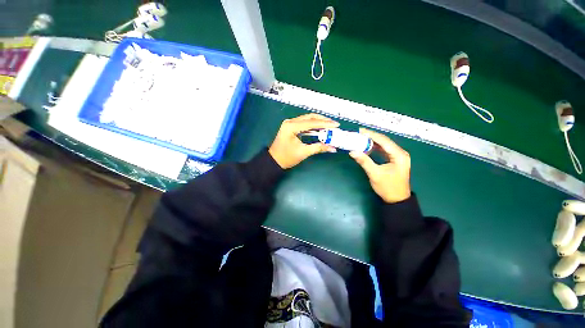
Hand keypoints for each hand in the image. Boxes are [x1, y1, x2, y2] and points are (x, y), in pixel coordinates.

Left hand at [269, 114, 338, 168]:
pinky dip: (313, 125)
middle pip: (309, 117)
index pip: (311, 123)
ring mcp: (290, 123)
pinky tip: (320, 128)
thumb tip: (333, 148)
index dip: (325, 124)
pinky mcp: (291, 127)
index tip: (336, 125)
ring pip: (307, 119)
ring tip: (329, 125)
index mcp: (291, 127)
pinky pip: (304, 123)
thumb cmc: (287, 158)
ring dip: (318, 122)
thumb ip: (318, 148)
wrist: (274, 161)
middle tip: (334, 124)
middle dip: (323, 120)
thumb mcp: (303, 153)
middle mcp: (290, 122)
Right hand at [349, 128, 410, 202]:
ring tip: (362, 138)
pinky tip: (368, 146)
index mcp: (399, 155)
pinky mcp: (395, 160)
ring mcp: (398, 156)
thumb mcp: (375, 174)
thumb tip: (352, 151)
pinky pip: (384, 150)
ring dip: (373, 141)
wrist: (397, 199)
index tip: (360, 131)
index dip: (372, 135)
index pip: (384, 141)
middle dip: (372, 136)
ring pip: (384, 145)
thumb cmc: (387, 187)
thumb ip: (364, 161)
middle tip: (359, 133)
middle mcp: (401, 153)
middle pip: (385, 141)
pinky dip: (375, 148)